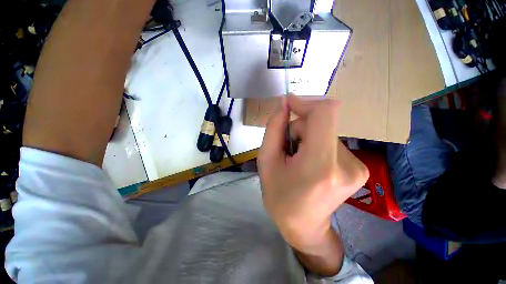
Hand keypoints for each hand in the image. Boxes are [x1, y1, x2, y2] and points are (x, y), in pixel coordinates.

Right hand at [258, 95, 368, 250]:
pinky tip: (309, 162)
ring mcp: (357, 166)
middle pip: (321, 123)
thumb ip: (274, 129)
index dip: (306, 103)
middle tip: (288, 149)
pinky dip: (316, 144)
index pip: (325, 114)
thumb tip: (284, 103)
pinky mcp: (360, 167)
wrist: (304, 227)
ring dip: (307, 138)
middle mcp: (346, 164)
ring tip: (297, 158)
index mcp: (320, 165)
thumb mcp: (267, 161)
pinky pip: (331, 141)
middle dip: (299, 129)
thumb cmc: (279, 197)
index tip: (288, 104)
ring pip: (325, 132)